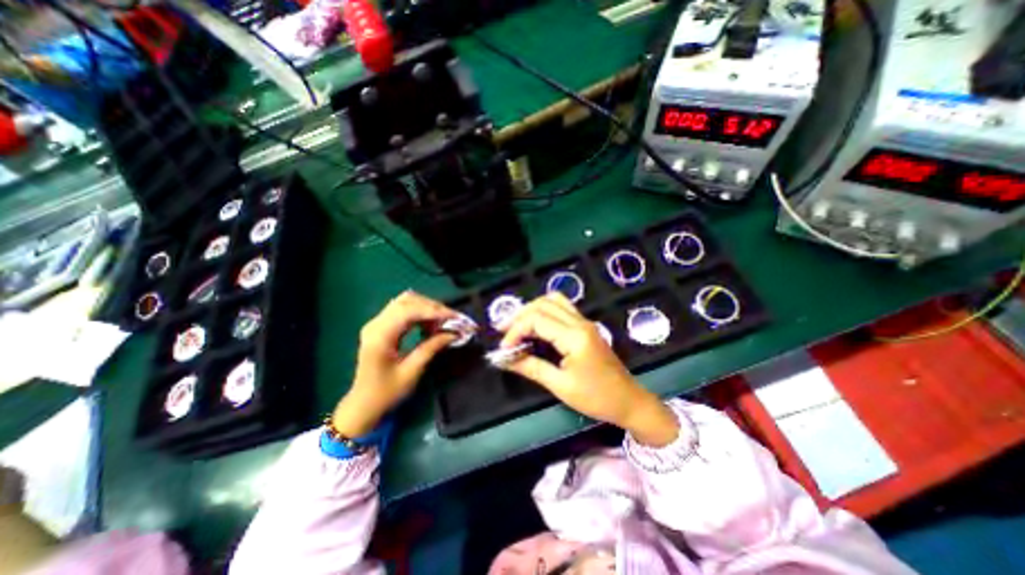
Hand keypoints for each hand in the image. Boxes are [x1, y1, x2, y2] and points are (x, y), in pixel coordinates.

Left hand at [332, 291, 455, 434]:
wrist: (363, 405)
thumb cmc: (386, 393)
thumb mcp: (412, 371)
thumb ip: (432, 347)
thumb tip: (455, 333)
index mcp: (380, 336)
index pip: (410, 311)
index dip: (435, 311)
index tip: (456, 318)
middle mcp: (376, 323)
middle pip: (408, 301)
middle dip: (434, 307)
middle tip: (453, 320)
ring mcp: (377, 323)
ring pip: (407, 302)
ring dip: (428, 308)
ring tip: (443, 322)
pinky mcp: (382, 326)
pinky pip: (404, 310)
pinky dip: (420, 312)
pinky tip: (430, 324)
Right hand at [498, 294, 677, 446]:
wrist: (629, 401)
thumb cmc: (596, 398)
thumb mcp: (560, 386)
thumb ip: (531, 367)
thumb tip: (505, 359)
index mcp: (574, 336)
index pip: (537, 320)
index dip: (516, 331)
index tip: (504, 349)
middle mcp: (580, 322)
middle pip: (544, 303)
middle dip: (520, 315)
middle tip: (504, 332)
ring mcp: (585, 322)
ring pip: (554, 300)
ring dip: (532, 309)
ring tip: (517, 326)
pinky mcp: (586, 326)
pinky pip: (562, 308)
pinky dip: (544, 312)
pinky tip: (535, 326)